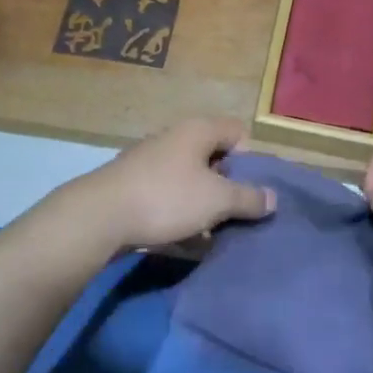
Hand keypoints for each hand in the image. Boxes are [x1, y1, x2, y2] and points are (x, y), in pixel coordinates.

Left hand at [63, 118, 275, 254]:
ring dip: (204, 205)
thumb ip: (249, 198)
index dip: (251, 159)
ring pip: (191, 180)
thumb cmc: (167, 198)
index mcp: (198, 130)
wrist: (99, 217)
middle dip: (228, 186)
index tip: (251, 189)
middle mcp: (175, 138)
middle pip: (214, 157)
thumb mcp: (217, 200)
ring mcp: (151, 162)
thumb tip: (273, 198)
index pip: (238, 132)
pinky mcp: (134, 186)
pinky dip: (180, 215)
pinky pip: (168, 197)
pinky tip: (185, 241)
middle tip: (236, 214)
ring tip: (213, 234)